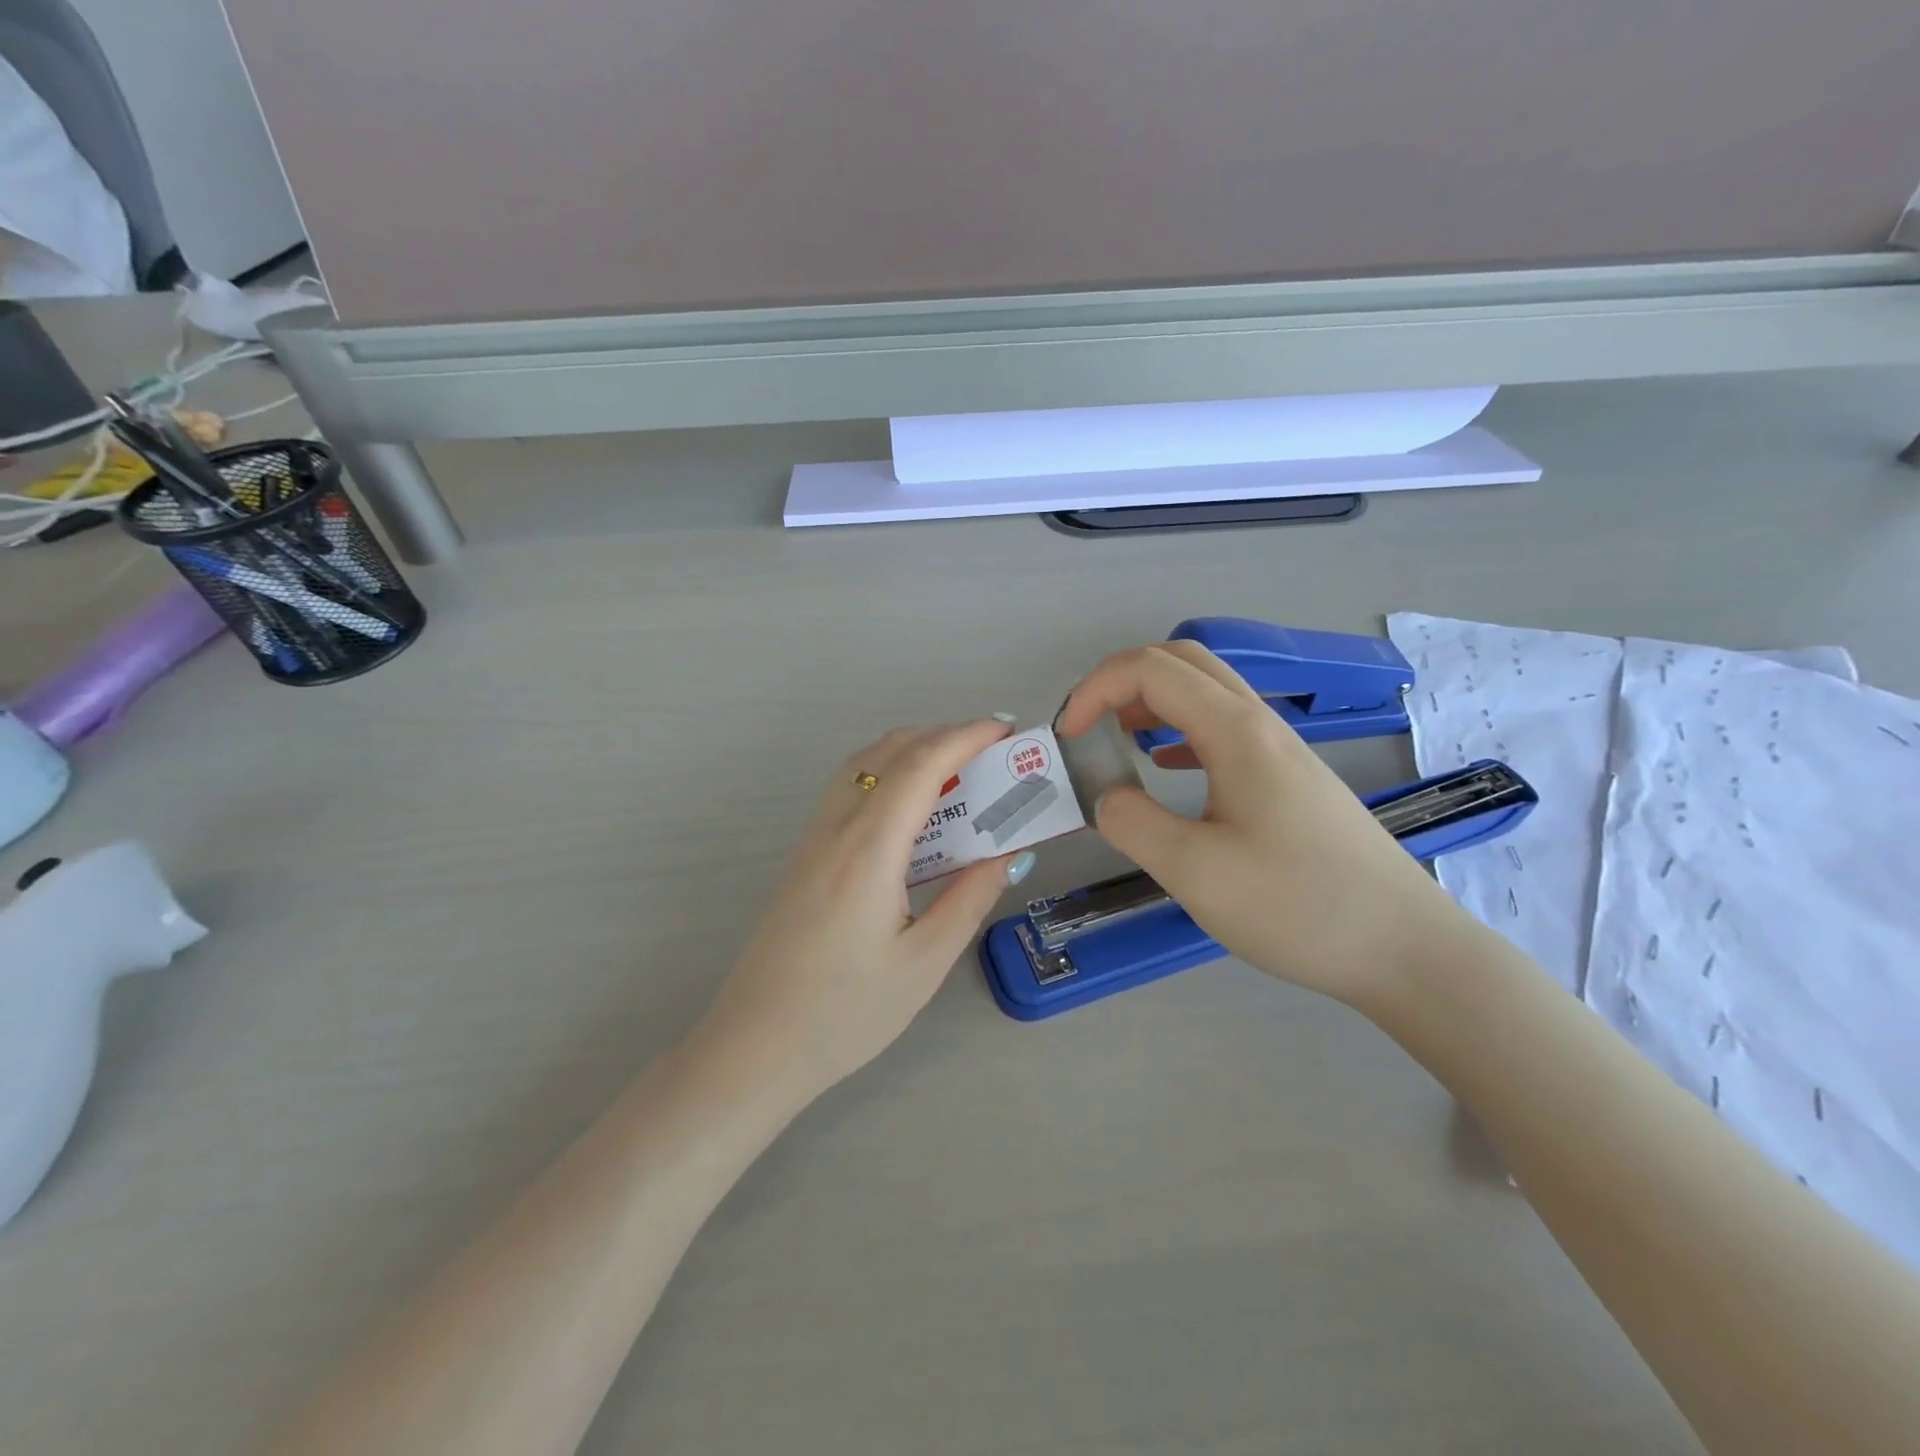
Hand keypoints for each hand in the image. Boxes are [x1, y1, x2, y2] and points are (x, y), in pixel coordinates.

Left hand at [707, 720, 1032, 1100]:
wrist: (755, 1047)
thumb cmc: (845, 1012)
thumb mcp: (924, 962)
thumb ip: (970, 898)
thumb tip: (1008, 853)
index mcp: (868, 850)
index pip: (919, 765)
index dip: (965, 736)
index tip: (1005, 730)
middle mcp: (836, 829)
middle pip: (887, 752)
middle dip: (942, 735)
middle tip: (991, 752)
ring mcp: (813, 840)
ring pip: (863, 766)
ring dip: (911, 751)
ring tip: (958, 772)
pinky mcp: (805, 857)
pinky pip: (850, 791)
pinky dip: (888, 775)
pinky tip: (912, 810)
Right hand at [1056, 643, 1475, 1003]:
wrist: (1406, 949)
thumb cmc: (1299, 907)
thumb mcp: (1195, 872)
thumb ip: (1131, 823)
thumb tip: (1105, 795)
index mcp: (1236, 732)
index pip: (1151, 670)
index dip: (1095, 690)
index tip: (1067, 737)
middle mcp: (1261, 725)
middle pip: (1183, 662)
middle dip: (1121, 681)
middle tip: (1087, 726)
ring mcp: (1282, 750)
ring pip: (1207, 693)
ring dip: (1151, 702)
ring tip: (1116, 741)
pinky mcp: (1291, 779)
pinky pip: (1224, 728)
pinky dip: (1179, 730)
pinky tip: (1166, 766)